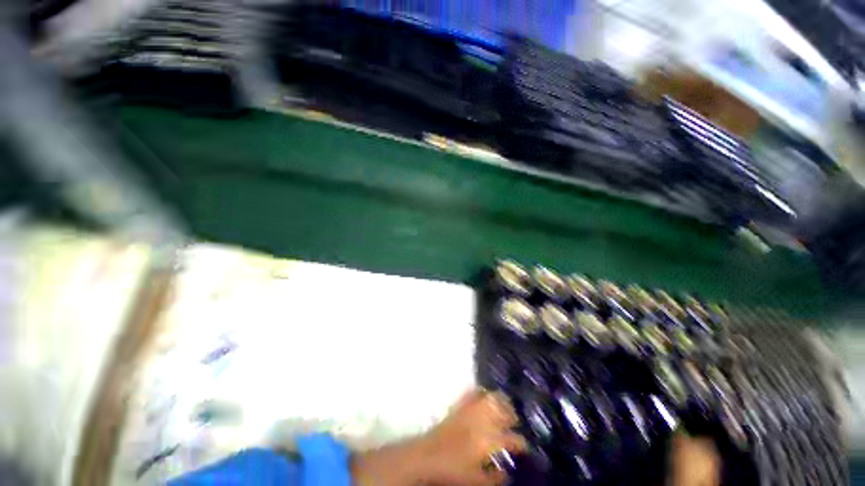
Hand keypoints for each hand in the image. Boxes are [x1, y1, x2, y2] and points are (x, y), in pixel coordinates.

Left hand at [420, 389, 527, 484]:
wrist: (427, 455)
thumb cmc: (453, 470)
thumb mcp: (476, 481)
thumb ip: (494, 478)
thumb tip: (507, 475)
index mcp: (489, 441)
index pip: (512, 439)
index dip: (521, 443)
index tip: (525, 446)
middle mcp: (482, 421)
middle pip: (503, 412)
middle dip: (512, 414)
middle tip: (516, 420)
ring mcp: (470, 410)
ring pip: (490, 398)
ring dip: (500, 401)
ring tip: (506, 404)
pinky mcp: (460, 405)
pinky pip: (472, 392)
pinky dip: (481, 391)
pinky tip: (485, 392)